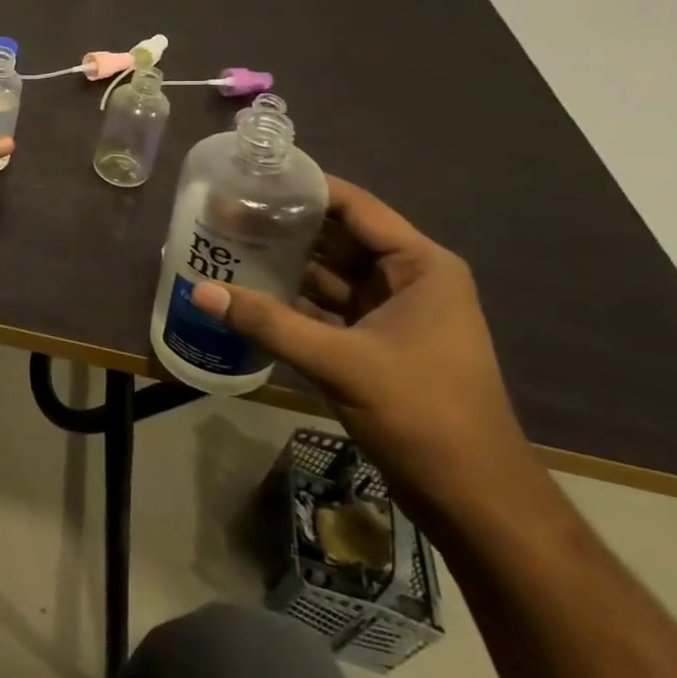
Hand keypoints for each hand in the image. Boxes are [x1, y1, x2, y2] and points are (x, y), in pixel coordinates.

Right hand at [191, 176, 536, 519]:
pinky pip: (324, 307)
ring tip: (225, 244)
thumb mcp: (340, 362)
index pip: (354, 207)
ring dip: (282, 263)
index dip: (304, 188)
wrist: (475, 500)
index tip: (251, 176)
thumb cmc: (423, 414)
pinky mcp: (374, 343)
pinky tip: (246, 292)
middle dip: (284, 226)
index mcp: (419, 266)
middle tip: (224, 211)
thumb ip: (268, 322)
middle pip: (336, 237)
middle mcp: (407, 280)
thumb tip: (201, 292)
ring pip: (327, 273)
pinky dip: (290, 300)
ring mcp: (390, 313)